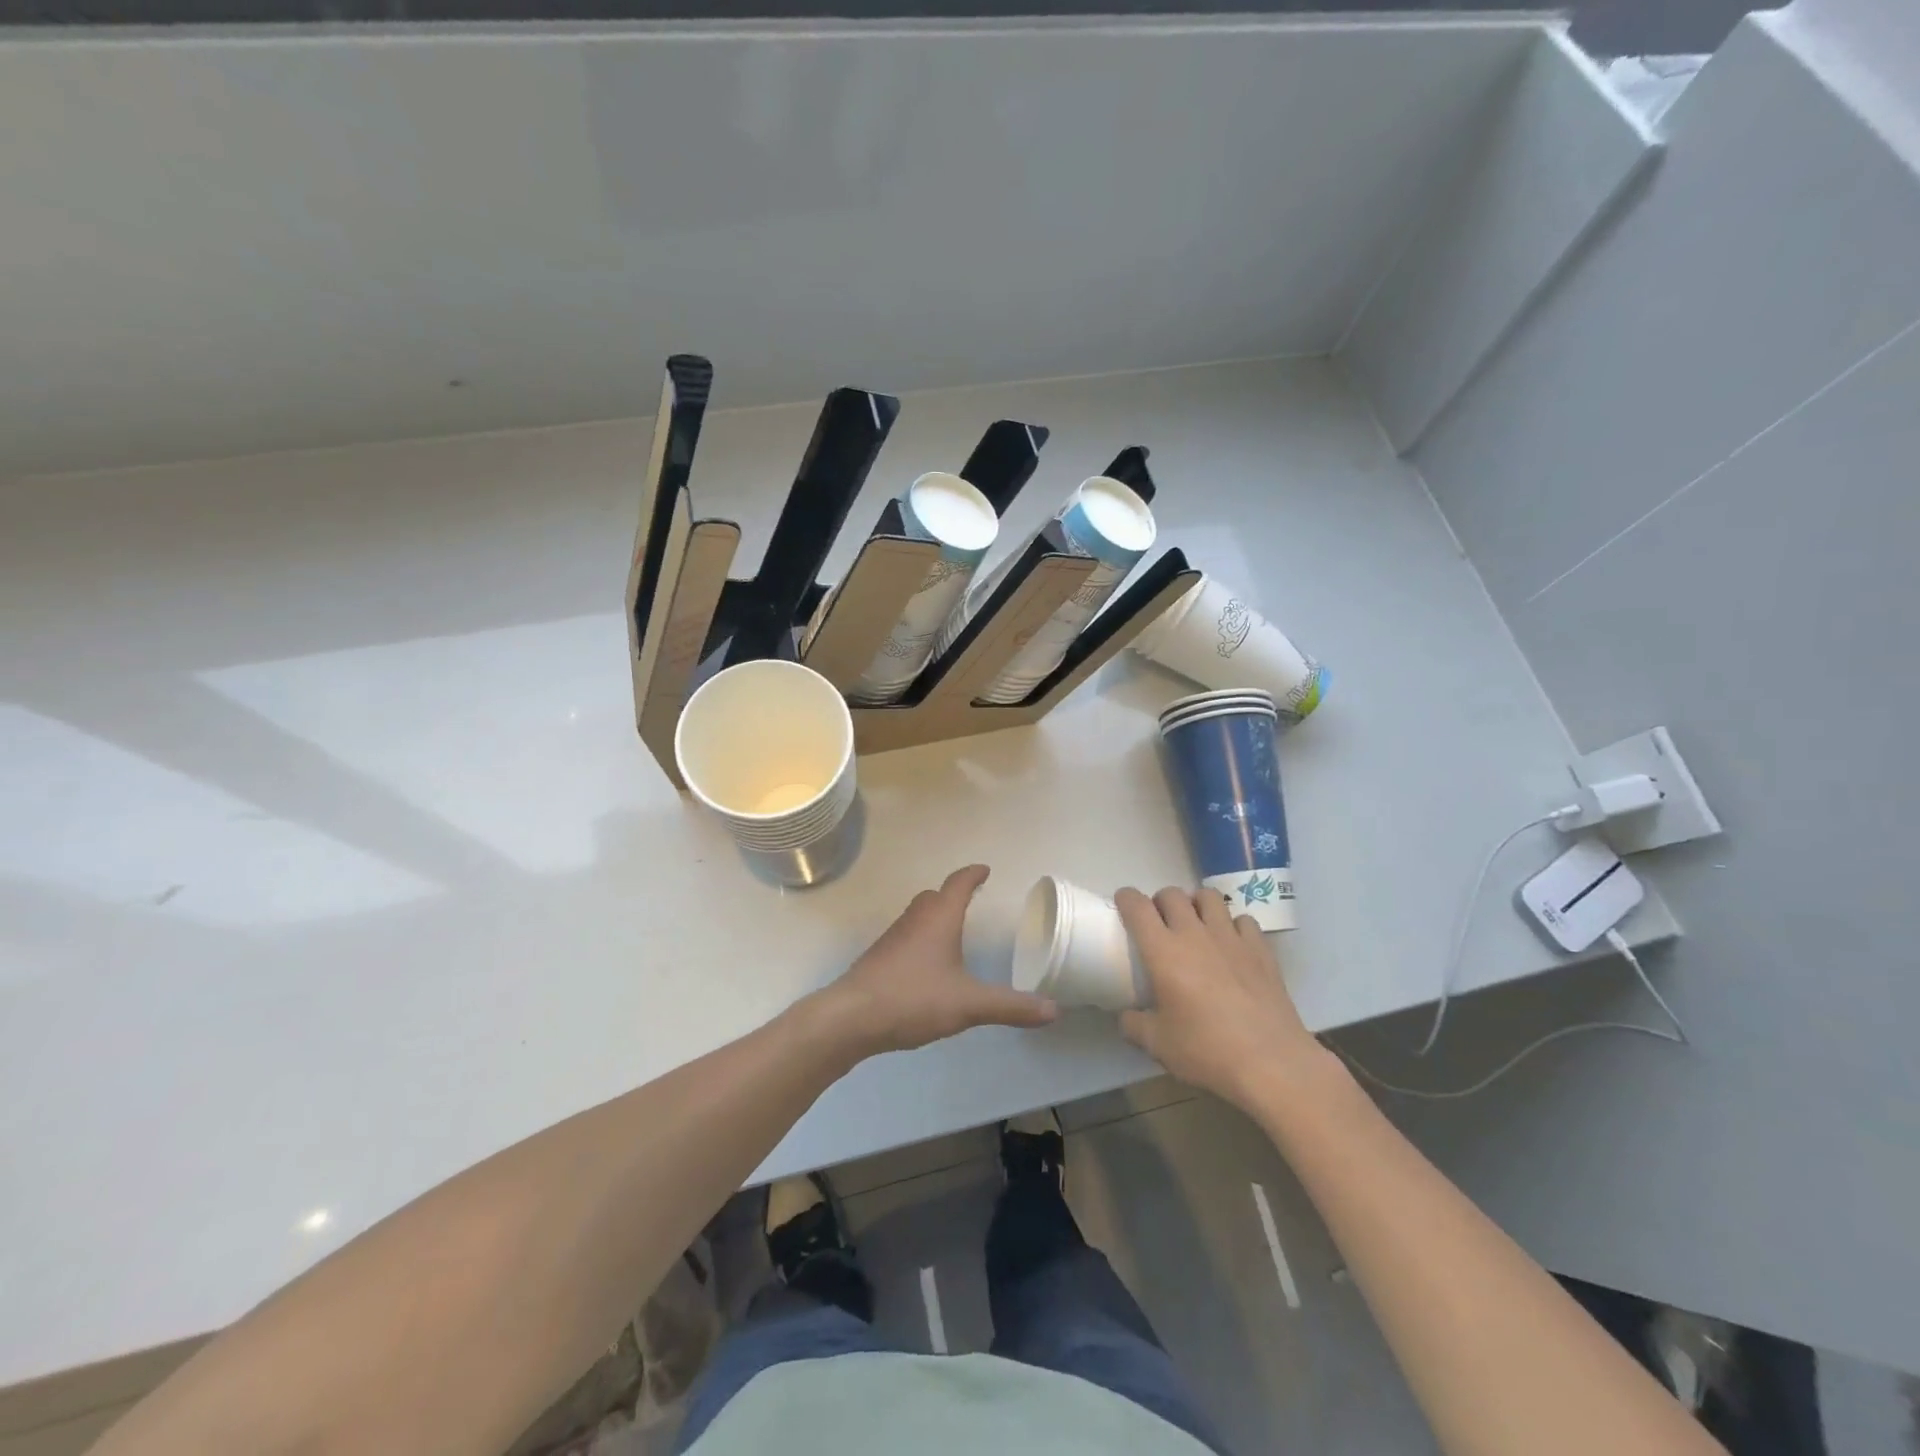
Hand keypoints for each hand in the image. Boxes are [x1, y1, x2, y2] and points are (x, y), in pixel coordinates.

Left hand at [822, 865, 1058, 1056]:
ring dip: (935, 917)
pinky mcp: (879, 958)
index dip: (973, 875)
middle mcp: (915, 920)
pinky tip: (926, 965)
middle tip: (971, 900)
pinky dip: (921, 939)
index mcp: (939, 918)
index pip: (958, 884)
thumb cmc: (914, 998)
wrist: (852, 1017)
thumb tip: (1053, 1011)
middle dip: (953, 895)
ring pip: (918, 916)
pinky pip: (906, 937)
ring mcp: (893, 937)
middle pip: (935, 896)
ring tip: (952, 931)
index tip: (984, 870)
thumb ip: (1010, 1007)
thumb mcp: (969, 1004)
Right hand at [1115, 886, 1332, 1110]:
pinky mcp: (1260, 949)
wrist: (1272, 1063)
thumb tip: (1125, 1017)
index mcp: (1163, 952)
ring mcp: (1231, 938)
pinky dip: (1233, 924)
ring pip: (1209, 897)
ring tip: (1196, 923)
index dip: (1126, 899)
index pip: (1138, 907)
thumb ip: (1134, 1025)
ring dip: (1196, 904)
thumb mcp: (1158, 1045)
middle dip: (1160, 901)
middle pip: (1172, 895)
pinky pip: (1243, 920)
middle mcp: (1195, 934)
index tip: (1123, 903)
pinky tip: (1232, 944)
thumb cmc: (1207, 1051)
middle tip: (1160, 922)